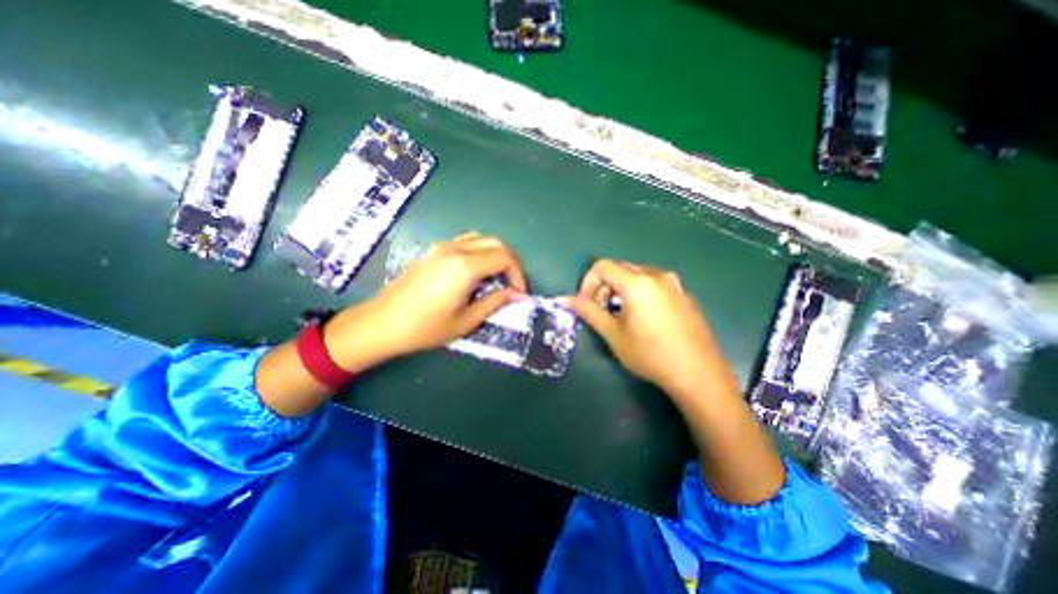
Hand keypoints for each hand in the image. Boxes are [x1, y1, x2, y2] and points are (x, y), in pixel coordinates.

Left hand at [324, 230, 527, 365]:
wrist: (382, 323)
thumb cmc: (425, 328)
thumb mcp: (466, 321)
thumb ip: (494, 302)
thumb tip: (515, 294)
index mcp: (465, 266)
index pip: (504, 257)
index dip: (518, 274)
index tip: (519, 293)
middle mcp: (455, 249)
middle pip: (495, 243)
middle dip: (510, 262)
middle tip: (513, 284)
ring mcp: (442, 247)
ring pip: (480, 239)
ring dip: (495, 255)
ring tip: (497, 278)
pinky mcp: (433, 251)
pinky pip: (465, 242)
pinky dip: (480, 252)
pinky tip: (476, 273)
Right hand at [566, 260, 733, 398]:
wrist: (699, 374)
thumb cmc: (650, 354)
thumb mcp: (613, 334)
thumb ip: (588, 311)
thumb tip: (563, 299)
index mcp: (637, 282)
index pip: (602, 266)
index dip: (588, 283)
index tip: (587, 305)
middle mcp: (657, 274)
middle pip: (619, 268)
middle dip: (603, 287)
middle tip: (602, 312)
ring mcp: (674, 283)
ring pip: (636, 275)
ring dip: (620, 290)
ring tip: (621, 316)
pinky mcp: (684, 294)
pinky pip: (653, 284)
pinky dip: (639, 293)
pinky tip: (644, 319)